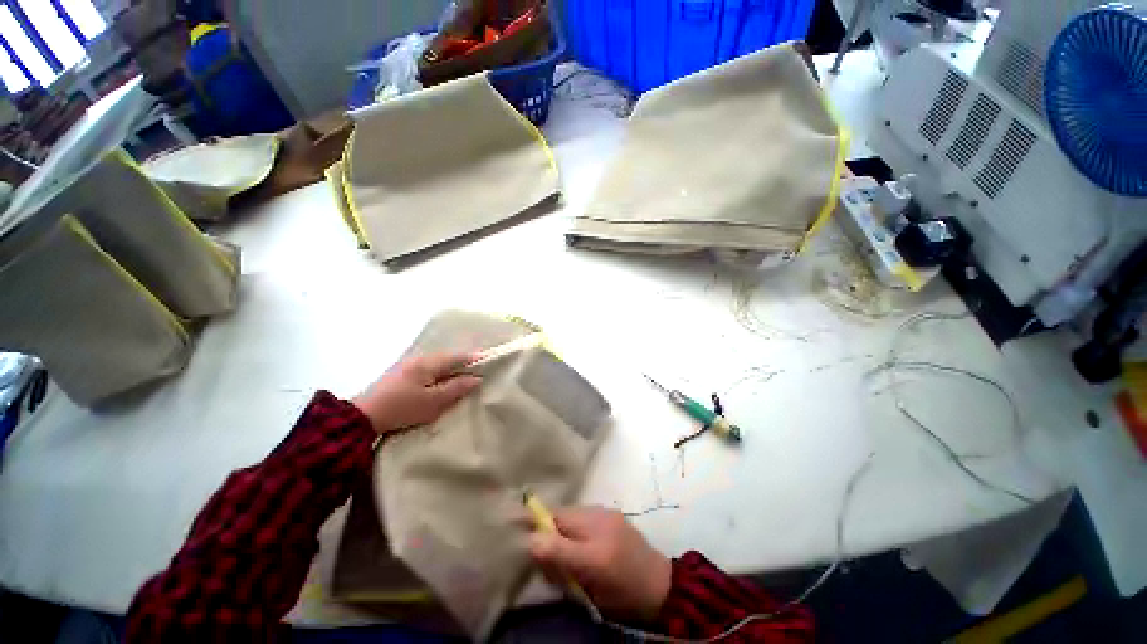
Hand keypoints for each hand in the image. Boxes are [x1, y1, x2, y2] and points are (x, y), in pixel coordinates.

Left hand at [352, 353, 480, 434]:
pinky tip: (442, 381)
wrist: (362, 417)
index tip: (491, 359)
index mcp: (429, 363)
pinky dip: (440, 373)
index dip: (475, 358)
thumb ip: (456, 388)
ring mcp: (409, 365)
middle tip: (480, 369)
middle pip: (449, 358)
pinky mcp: (401, 375)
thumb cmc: (402, 408)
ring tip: (465, 376)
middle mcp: (420, 359)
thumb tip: (476, 379)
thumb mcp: (432, 402)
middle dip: (465, 362)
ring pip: (438, 363)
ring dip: (452, 368)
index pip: (458, 356)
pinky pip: (429, 369)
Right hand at [528, 506, 671, 620]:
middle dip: (546, 527)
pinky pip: (585, 516)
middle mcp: (597, 513)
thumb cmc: (622, 589)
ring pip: (572, 516)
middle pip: (560, 515)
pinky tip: (579, 543)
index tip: (511, 519)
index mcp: (591, 529)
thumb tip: (531, 539)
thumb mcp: (589, 578)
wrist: (661, 586)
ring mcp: (606, 513)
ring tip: (563, 550)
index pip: (552, 518)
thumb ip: (560, 555)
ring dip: (561, 527)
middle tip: (538, 548)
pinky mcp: (612, 516)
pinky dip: (575, 526)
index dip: (533, 519)